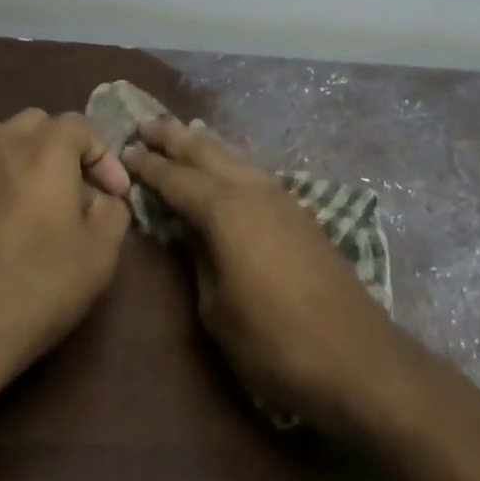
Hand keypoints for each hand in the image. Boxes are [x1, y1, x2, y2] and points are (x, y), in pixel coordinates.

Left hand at [0, 109, 132, 410]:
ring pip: (2, 139)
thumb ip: (113, 214)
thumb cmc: (33, 287)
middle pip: (38, 123)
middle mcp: (1, 144)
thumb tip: (104, 199)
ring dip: (28, 158)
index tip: (114, 194)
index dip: (104, 156)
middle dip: (64, 148)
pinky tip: (3, 223)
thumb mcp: (98, 256)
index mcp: (44, 149)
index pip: (80, 126)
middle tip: (78, 190)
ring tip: (39, 200)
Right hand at [121, 118, 402, 432]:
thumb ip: (197, 258)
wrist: (355, 356)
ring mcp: (280, 196)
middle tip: (146, 124)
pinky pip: (252, 171)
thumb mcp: (216, 308)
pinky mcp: (299, 211)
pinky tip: (226, 165)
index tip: (124, 150)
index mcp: (223, 208)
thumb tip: (186, 230)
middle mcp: (250, 188)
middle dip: (173, 136)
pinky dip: (230, 160)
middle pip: (205, 150)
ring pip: (233, 155)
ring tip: (182, 131)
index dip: (147, 165)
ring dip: (204, 143)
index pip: (174, 177)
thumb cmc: (272, 340)